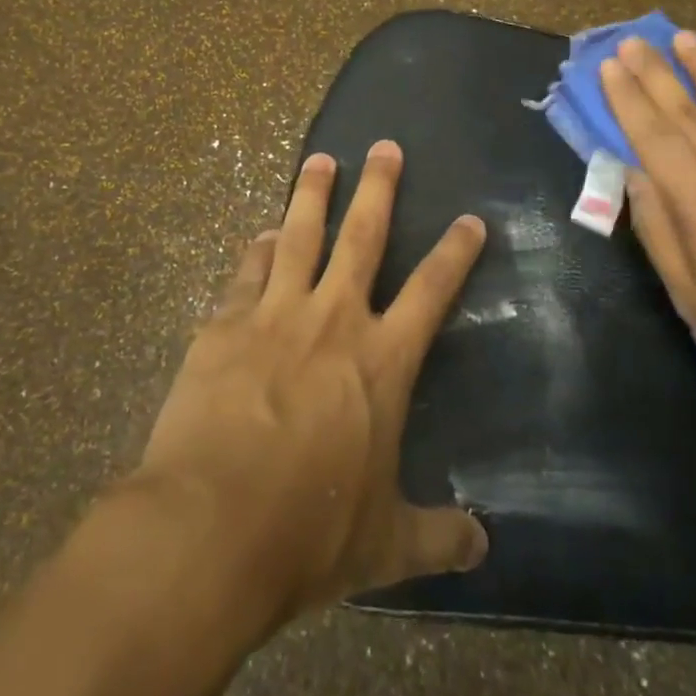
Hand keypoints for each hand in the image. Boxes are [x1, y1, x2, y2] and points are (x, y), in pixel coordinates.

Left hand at [134, 142, 489, 626]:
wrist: (211, 526)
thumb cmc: (309, 531)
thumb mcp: (384, 544)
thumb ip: (437, 538)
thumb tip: (484, 549)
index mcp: (381, 361)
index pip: (432, 291)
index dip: (455, 252)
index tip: (469, 219)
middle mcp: (333, 320)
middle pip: (362, 236)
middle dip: (378, 188)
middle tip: (385, 146)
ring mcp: (274, 314)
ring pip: (298, 236)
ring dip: (311, 195)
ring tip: (320, 160)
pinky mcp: (224, 324)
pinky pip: (246, 272)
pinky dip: (256, 249)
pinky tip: (259, 234)